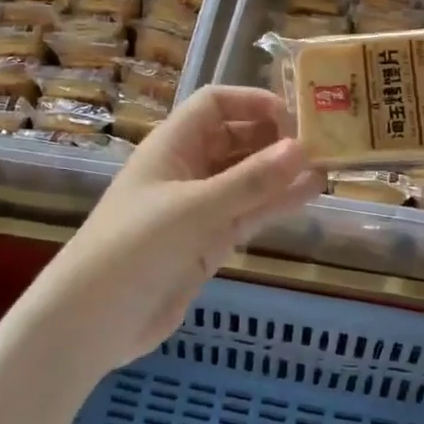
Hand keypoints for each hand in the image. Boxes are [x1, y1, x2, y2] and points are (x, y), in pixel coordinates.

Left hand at [34, 86, 323, 372]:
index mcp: (172, 146)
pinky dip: (276, 202)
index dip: (253, 102)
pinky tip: (310, 194)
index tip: (295, 116)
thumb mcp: (194, 209)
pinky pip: (249, 212)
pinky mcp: (209, 242)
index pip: (215, 104)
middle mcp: (187, 169)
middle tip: (323, 141)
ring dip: (282, 171)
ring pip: (248, 178)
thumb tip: (302, 147)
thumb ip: (250, 181)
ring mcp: (200, 207)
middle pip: (236, 138)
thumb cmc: (135, 248)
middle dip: (275, 137)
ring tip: (328, 165)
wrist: (94, 321)